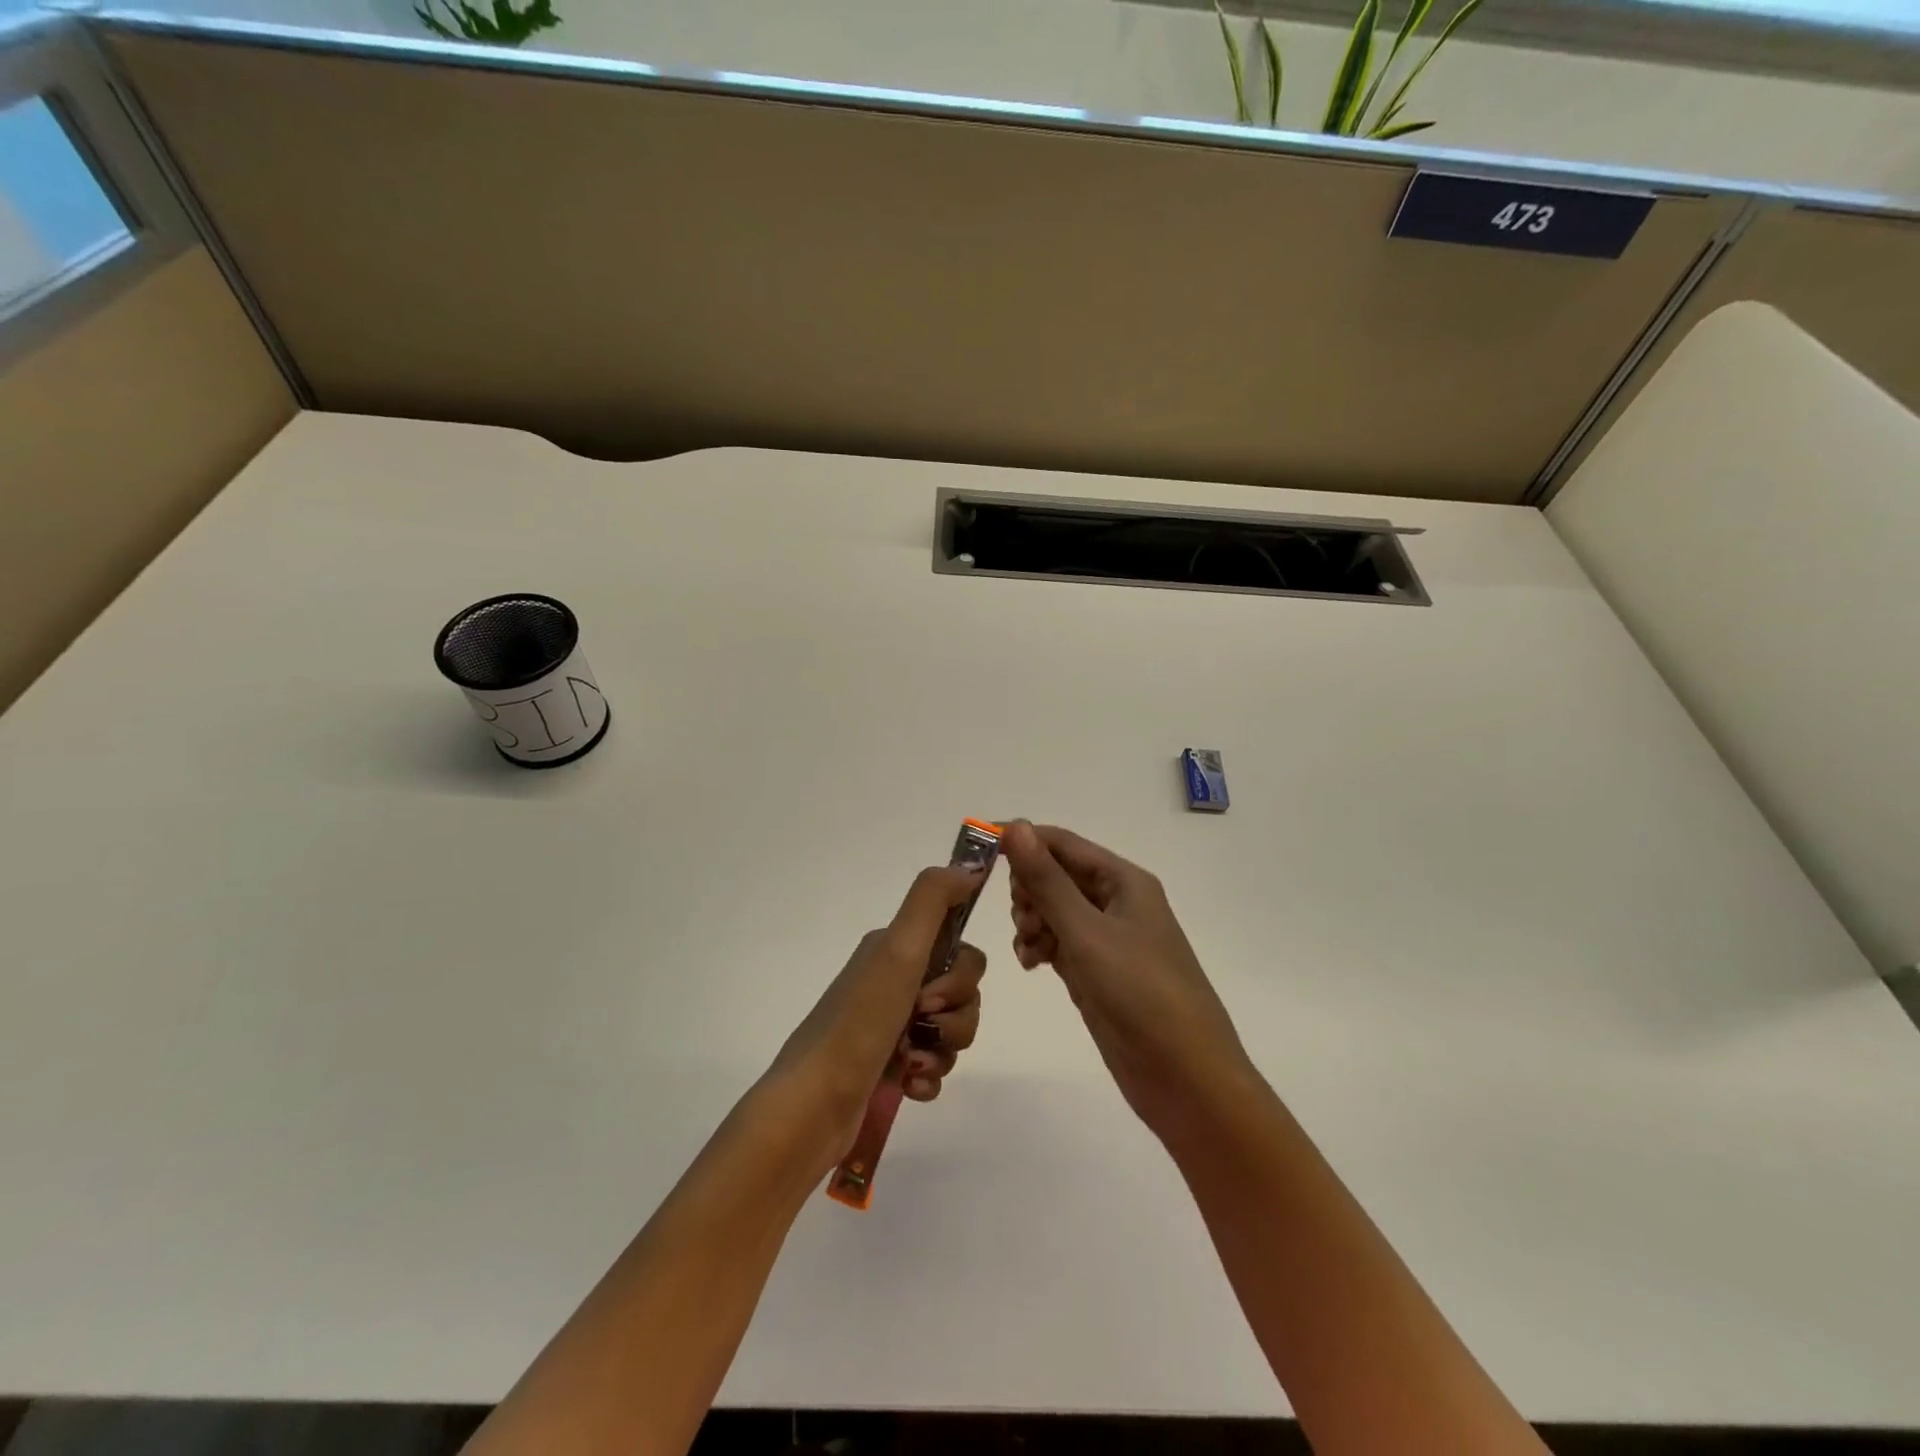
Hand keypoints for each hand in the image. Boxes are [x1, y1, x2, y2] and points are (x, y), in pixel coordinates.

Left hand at [764, 865, 986, 1170]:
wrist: (813, 1105)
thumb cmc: (859, 1022)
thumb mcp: (898, 950)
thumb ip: (933, 899)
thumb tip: (971, 865)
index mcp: (895, 950)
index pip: (960, 950)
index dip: (960, 976)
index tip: (932, 994)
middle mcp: (893, 981)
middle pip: (962, 993)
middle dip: (955, 1018)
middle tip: (920, 1029)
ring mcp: (891, 1026)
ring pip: (952, 1031)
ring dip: (941, 1051)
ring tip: (909, 1065)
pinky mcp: (890, 1067)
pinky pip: (935, 1066)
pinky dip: (928, 1078)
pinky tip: (908, 1086)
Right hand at [1002, 821, 1254, 1138]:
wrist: (1185, 1077)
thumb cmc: (1140, 993)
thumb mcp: (1087, 932)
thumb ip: (1047, 880)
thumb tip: (1015, 826)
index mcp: (1123, 881)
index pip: (1062, 843)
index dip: (1022, 840)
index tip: (978, 847)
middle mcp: (1115, 902)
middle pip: (1056, 874)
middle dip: (1029, 889)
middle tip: (1024, 919)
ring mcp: (1106, 938)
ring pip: (1053, 909)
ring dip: (1031, 920)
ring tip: (1030, 950)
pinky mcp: (1096, 971)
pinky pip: (1057, 941)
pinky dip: (1039, 946)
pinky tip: (1031, 964)